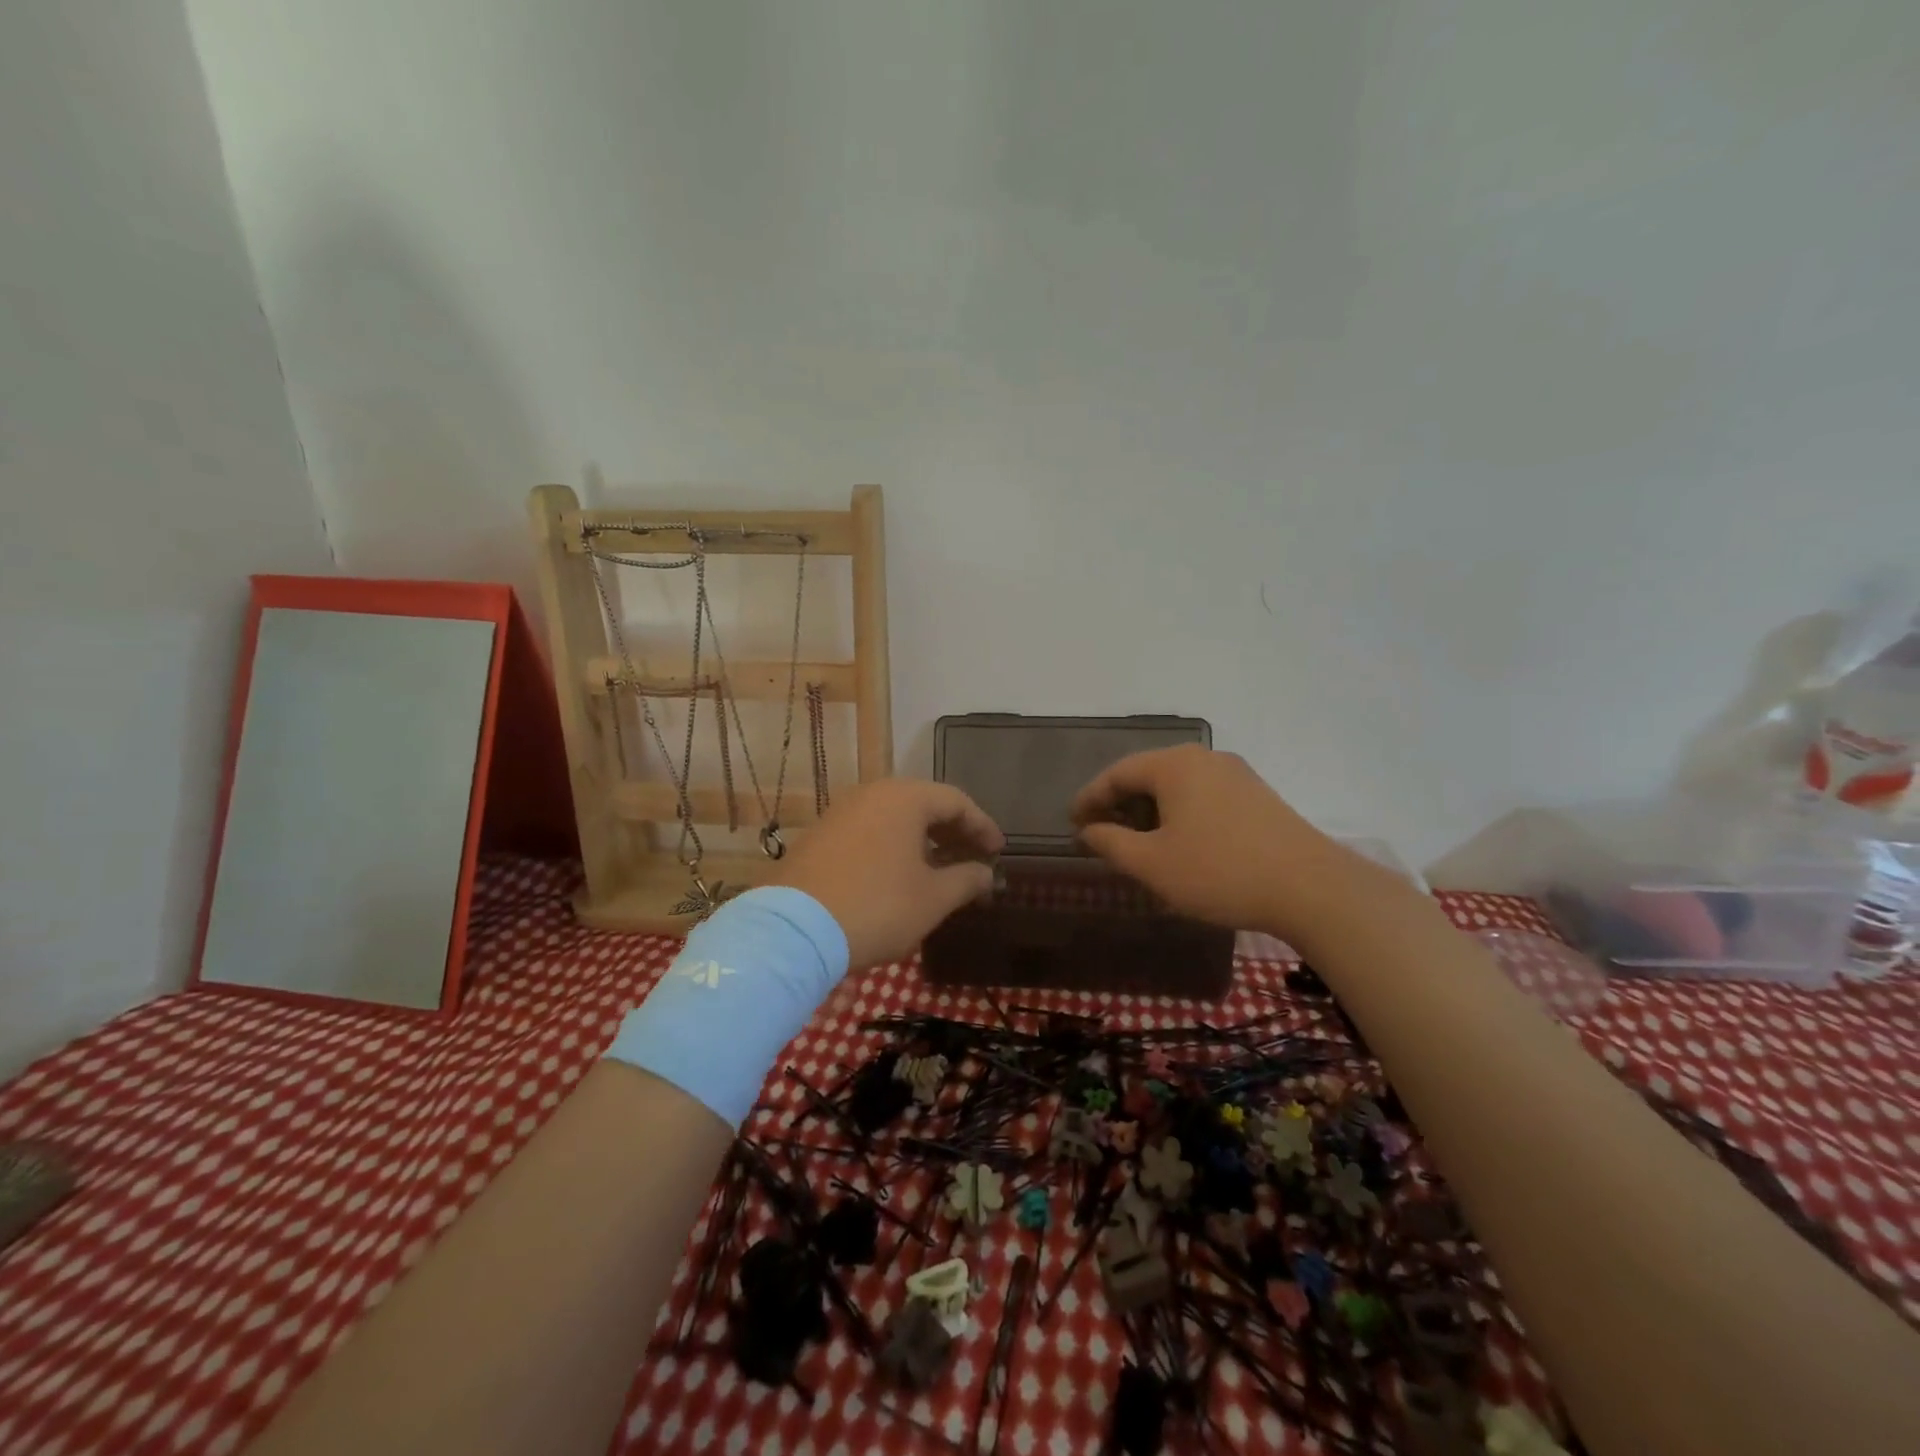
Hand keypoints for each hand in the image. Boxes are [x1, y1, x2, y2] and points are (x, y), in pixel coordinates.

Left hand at [773, 779, 1004, 968]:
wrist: (795, 931)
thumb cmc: (878, 907)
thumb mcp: (933, 898)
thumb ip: (967, 880)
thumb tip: (987, 873)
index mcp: (904, 798)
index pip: (956, 801)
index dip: (982, 826)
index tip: (998, 851)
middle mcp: (871, 794)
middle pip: (924, 804)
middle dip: (953, 831)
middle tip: (974, 858)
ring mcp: (841, 813)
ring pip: (894, 818)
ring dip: (923, 840)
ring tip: (941, 869)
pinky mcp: (820, 836)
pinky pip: (870, 830)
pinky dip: (894, 846)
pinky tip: (900, 875)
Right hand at [1071, 745, 1361, 938]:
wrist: (1311, 888)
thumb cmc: (1219, 871)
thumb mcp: (1152, 863)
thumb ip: (1110, 843)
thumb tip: (1087, 830)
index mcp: (1174, 764)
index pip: (1116, 773)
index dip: (1089, 798)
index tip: (1071, 822)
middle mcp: (1204, 758)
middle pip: (1147, 774)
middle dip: (1119, 803)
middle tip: (1099, 832)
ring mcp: (1235, 774)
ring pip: (1177, 785)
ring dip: (1149, 810)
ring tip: (1136, 841)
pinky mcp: (1257, 795)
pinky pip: (1202, 795)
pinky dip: (1178, 813)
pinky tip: (1178, 842)